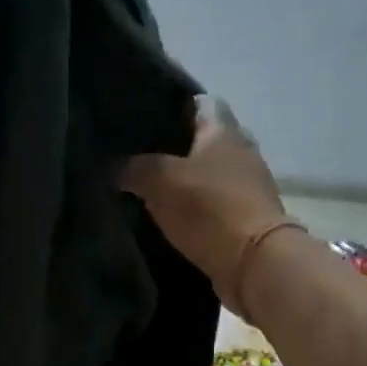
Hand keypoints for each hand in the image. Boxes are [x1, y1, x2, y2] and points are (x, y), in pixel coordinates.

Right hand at [120, 97, 292, 314]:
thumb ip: (132, 167)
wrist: (254, 264)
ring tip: (149, 187)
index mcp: (223, 130)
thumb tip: (112, 166)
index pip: (201, 101)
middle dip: (175, 146)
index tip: (145, 116)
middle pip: (205, 138)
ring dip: (186, 179)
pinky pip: (214, 202)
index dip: (174, 104)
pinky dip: (195, 206)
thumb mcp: (159, 180)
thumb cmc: (209, 208)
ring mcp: (248, 185)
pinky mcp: (247, 218)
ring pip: (209, 172)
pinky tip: (170, 215)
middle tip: (140, 155)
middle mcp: (241, 150)